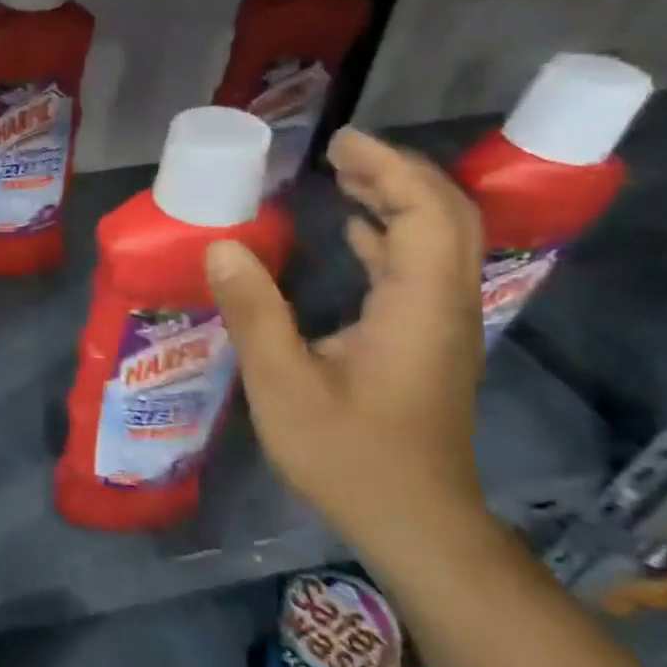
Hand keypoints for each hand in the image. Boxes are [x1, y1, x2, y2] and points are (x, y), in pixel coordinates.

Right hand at [206, 127, 487, 550]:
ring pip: (438, 243)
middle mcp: (445, 307)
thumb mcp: (283, 385)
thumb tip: (222, 246)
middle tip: (340, 152)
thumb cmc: (348, 455)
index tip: (340, 143)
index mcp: (419, 308)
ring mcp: (441, 327)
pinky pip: (421, 271)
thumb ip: (254, 312)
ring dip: (397, 202)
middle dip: (398, 174)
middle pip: (445, 218)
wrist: (415, 523)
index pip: (424, 214)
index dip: (389, 169)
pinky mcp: (428, 345)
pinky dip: (391, 238)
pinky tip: (354, 235)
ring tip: (345, 177)